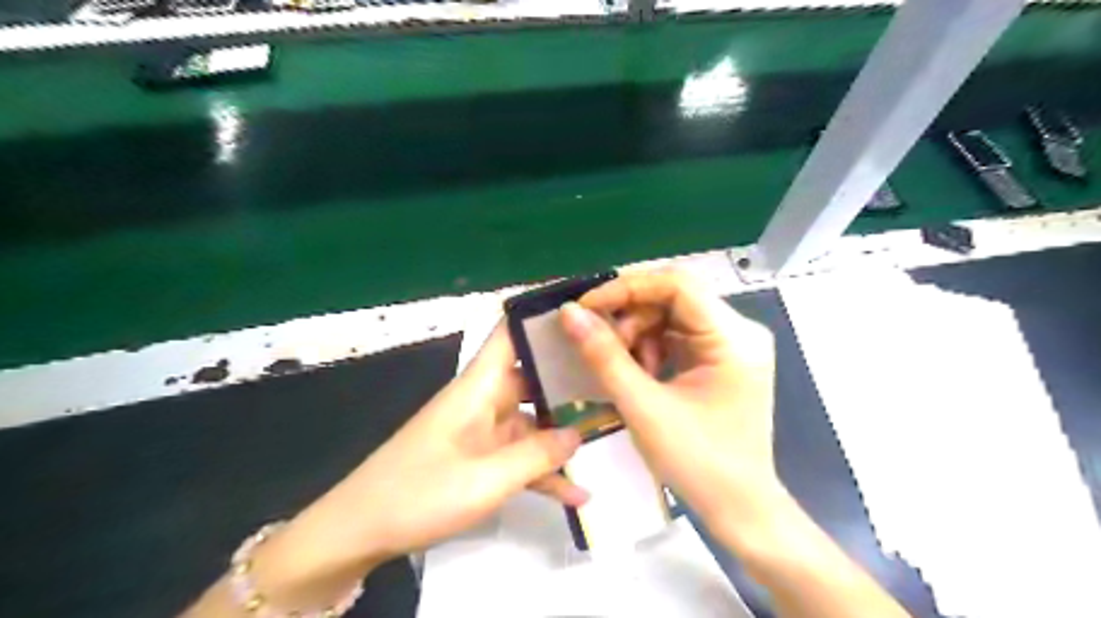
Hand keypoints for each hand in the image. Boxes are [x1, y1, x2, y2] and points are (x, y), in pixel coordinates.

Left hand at [236, 326, 588, 609]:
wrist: (359, 532)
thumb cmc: (419, 493)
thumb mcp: (486, 479)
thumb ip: (537, 455)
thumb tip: (578, 435)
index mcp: (479, 386)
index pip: (510, 333)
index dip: (541, 318)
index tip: (585, 314)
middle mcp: (483, 399)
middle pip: (532, 376)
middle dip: (571, 378)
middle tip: (617, 378)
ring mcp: (482, 431)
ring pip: (531, 421)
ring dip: (563, 434)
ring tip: (609, 434)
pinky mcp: (478, 458)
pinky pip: (519, 457)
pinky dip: (543, 471)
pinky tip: (577, 494)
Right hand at [560, 268, 782, 542]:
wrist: (739, 508)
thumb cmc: (698, 462)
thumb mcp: (643, 407)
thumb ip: (604, 356)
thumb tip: (569, 312)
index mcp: (733, 338)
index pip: (677, 284)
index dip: (627, 288)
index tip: (586, 308)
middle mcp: (740, 330)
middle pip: (674, 297)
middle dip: (631, 317)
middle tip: (603, 346)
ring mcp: (733, 344)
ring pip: (672, 315)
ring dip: (639, 334)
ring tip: (625, 369)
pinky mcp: (723, 358)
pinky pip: (678, 335)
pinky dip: (651, 347)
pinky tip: (641, 374)